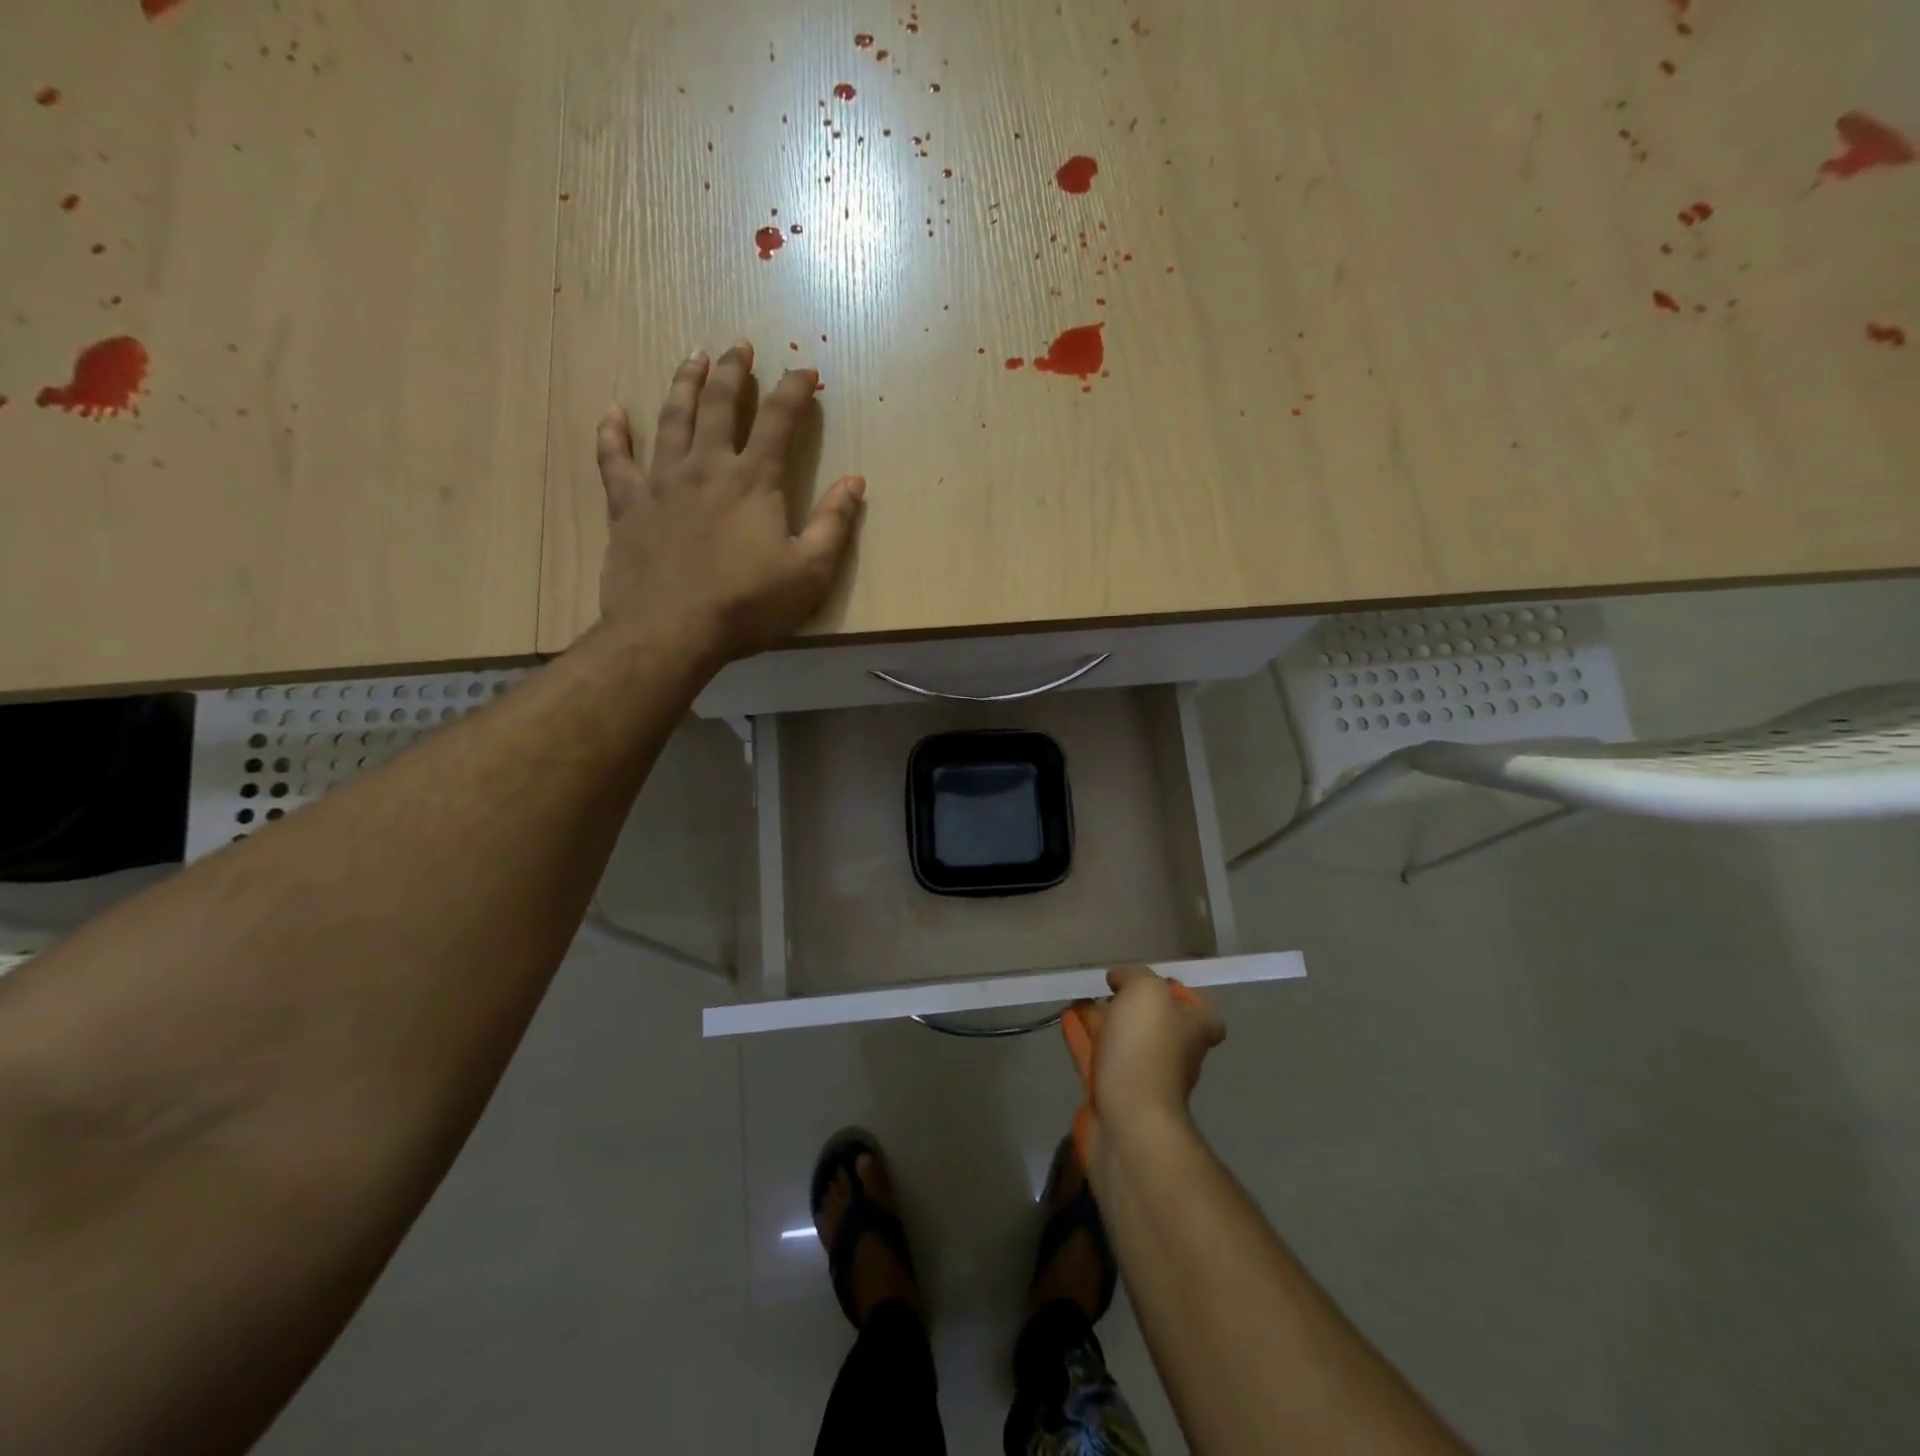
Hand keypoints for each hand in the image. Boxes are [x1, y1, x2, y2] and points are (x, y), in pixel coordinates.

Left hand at [596, 340, 865, 665]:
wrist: (671, 632)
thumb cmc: (747, 605)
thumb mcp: (810, 572)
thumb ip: (834, 524)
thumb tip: (854, 482)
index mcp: (755, 480)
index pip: (780, 420)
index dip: (795, 390)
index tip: (807, 371)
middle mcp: (707, 467)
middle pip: (721, 405)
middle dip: (734, 371)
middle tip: (739, 346)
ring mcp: (662, 482)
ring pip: (672, 419)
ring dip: (684, 384)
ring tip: (693, 357)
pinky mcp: (628, 506)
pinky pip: (616, 460)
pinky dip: (613, 434)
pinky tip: (613, 413)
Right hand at [1088, 966, 1226, 1132]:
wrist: (1129, 1122)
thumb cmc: (1146, 1049)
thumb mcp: (1146, 991)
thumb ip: (1134, 976)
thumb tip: (1119, 979)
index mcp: (1193, 1031)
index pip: (1201, 1012)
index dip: (1181, 996)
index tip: (1152, 983)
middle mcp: (1173, 1055)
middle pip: (1154, 1024)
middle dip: (1128, 1005)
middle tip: (1103, 987)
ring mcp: (1142, 1078)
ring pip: (1121, 1041)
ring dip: (1100, 1019)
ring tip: (1076, 998)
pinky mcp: (1112, 1096)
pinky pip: (1097, 1058)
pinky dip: (1082, 1037)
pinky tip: (1065, 1019)